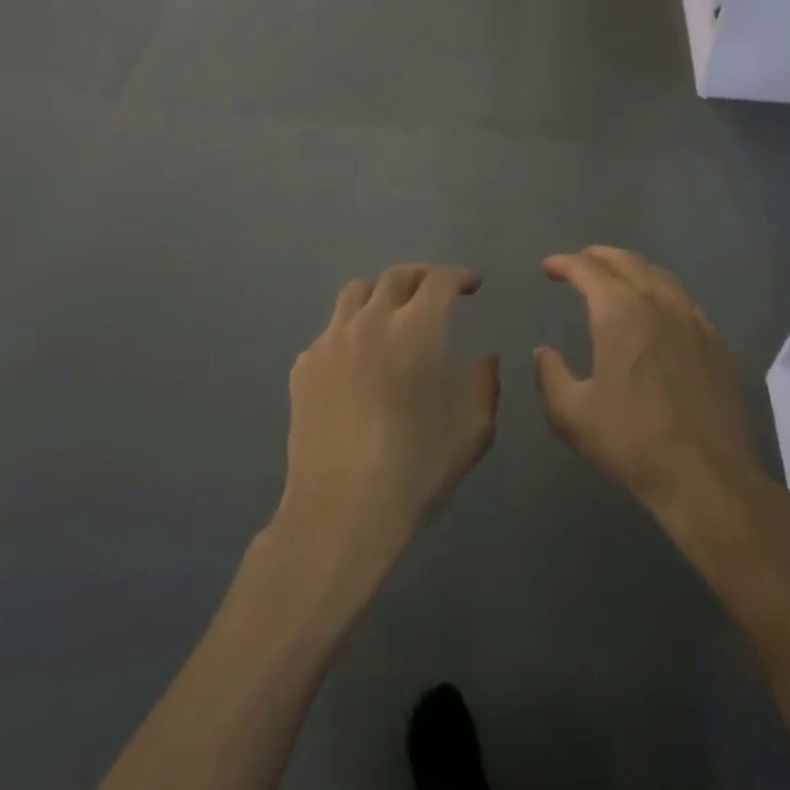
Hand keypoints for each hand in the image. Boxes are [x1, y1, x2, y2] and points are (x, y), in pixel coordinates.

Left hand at [275, 265, 497, 572]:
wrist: (341, 514)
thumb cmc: (416, 470)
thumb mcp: (473, 430)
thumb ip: (485, 385)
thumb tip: (485, 360)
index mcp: (415, 329)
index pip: (439, 280)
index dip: (460, 277)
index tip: (472, 286)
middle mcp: (370, 321)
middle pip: (396, 276)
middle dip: (423, 277)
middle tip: (437, 294)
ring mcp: (331, 342)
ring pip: (355, 294)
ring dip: (381, 295)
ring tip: (393, 317)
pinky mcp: (304, 367)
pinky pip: (331, 331)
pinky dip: (352, 332)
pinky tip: (360, 362)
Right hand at [535, 247, 768, 528]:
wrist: (707, 476)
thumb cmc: (632, 442)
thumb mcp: (572, 416)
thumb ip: (550, 377)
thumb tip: (544, 352)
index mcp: (620, 313)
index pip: (588, 270)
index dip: (565, 264)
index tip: (550, 267)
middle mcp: (658, 303)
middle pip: (627, 262)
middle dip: (598, 257)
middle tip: (580, 262)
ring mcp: (693, 319)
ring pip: (660, 276)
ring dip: (632, 269)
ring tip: (617, 277)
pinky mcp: (716, 342)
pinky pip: (684, 301)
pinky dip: (661, 292)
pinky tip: (658, 311)